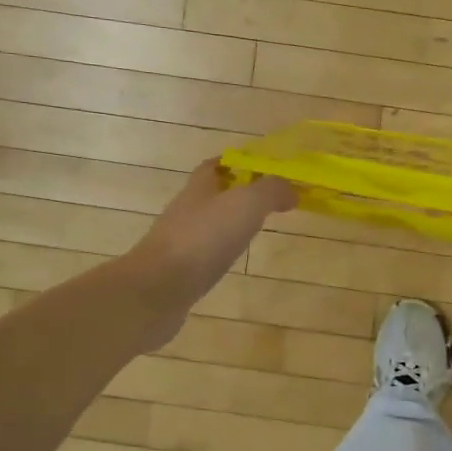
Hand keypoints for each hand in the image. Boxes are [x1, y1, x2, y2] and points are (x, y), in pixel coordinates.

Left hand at [125, 161, 295, 342]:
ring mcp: (180, 240)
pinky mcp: (180, 269)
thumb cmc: (204, 237)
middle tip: (267, 201)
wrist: (159, 288)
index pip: (215, 164)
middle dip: (237, 193)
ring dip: (230, 223)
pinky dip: (221, 250)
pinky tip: (234, 259)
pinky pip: (205, 251)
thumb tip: (291, 190)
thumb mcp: (247, 203)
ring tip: (256, 229)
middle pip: (212, 193)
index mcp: (200, 186)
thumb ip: (271, 190)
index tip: (263, 168)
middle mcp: (187, 209)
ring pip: (209, 223)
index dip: (237, 162)